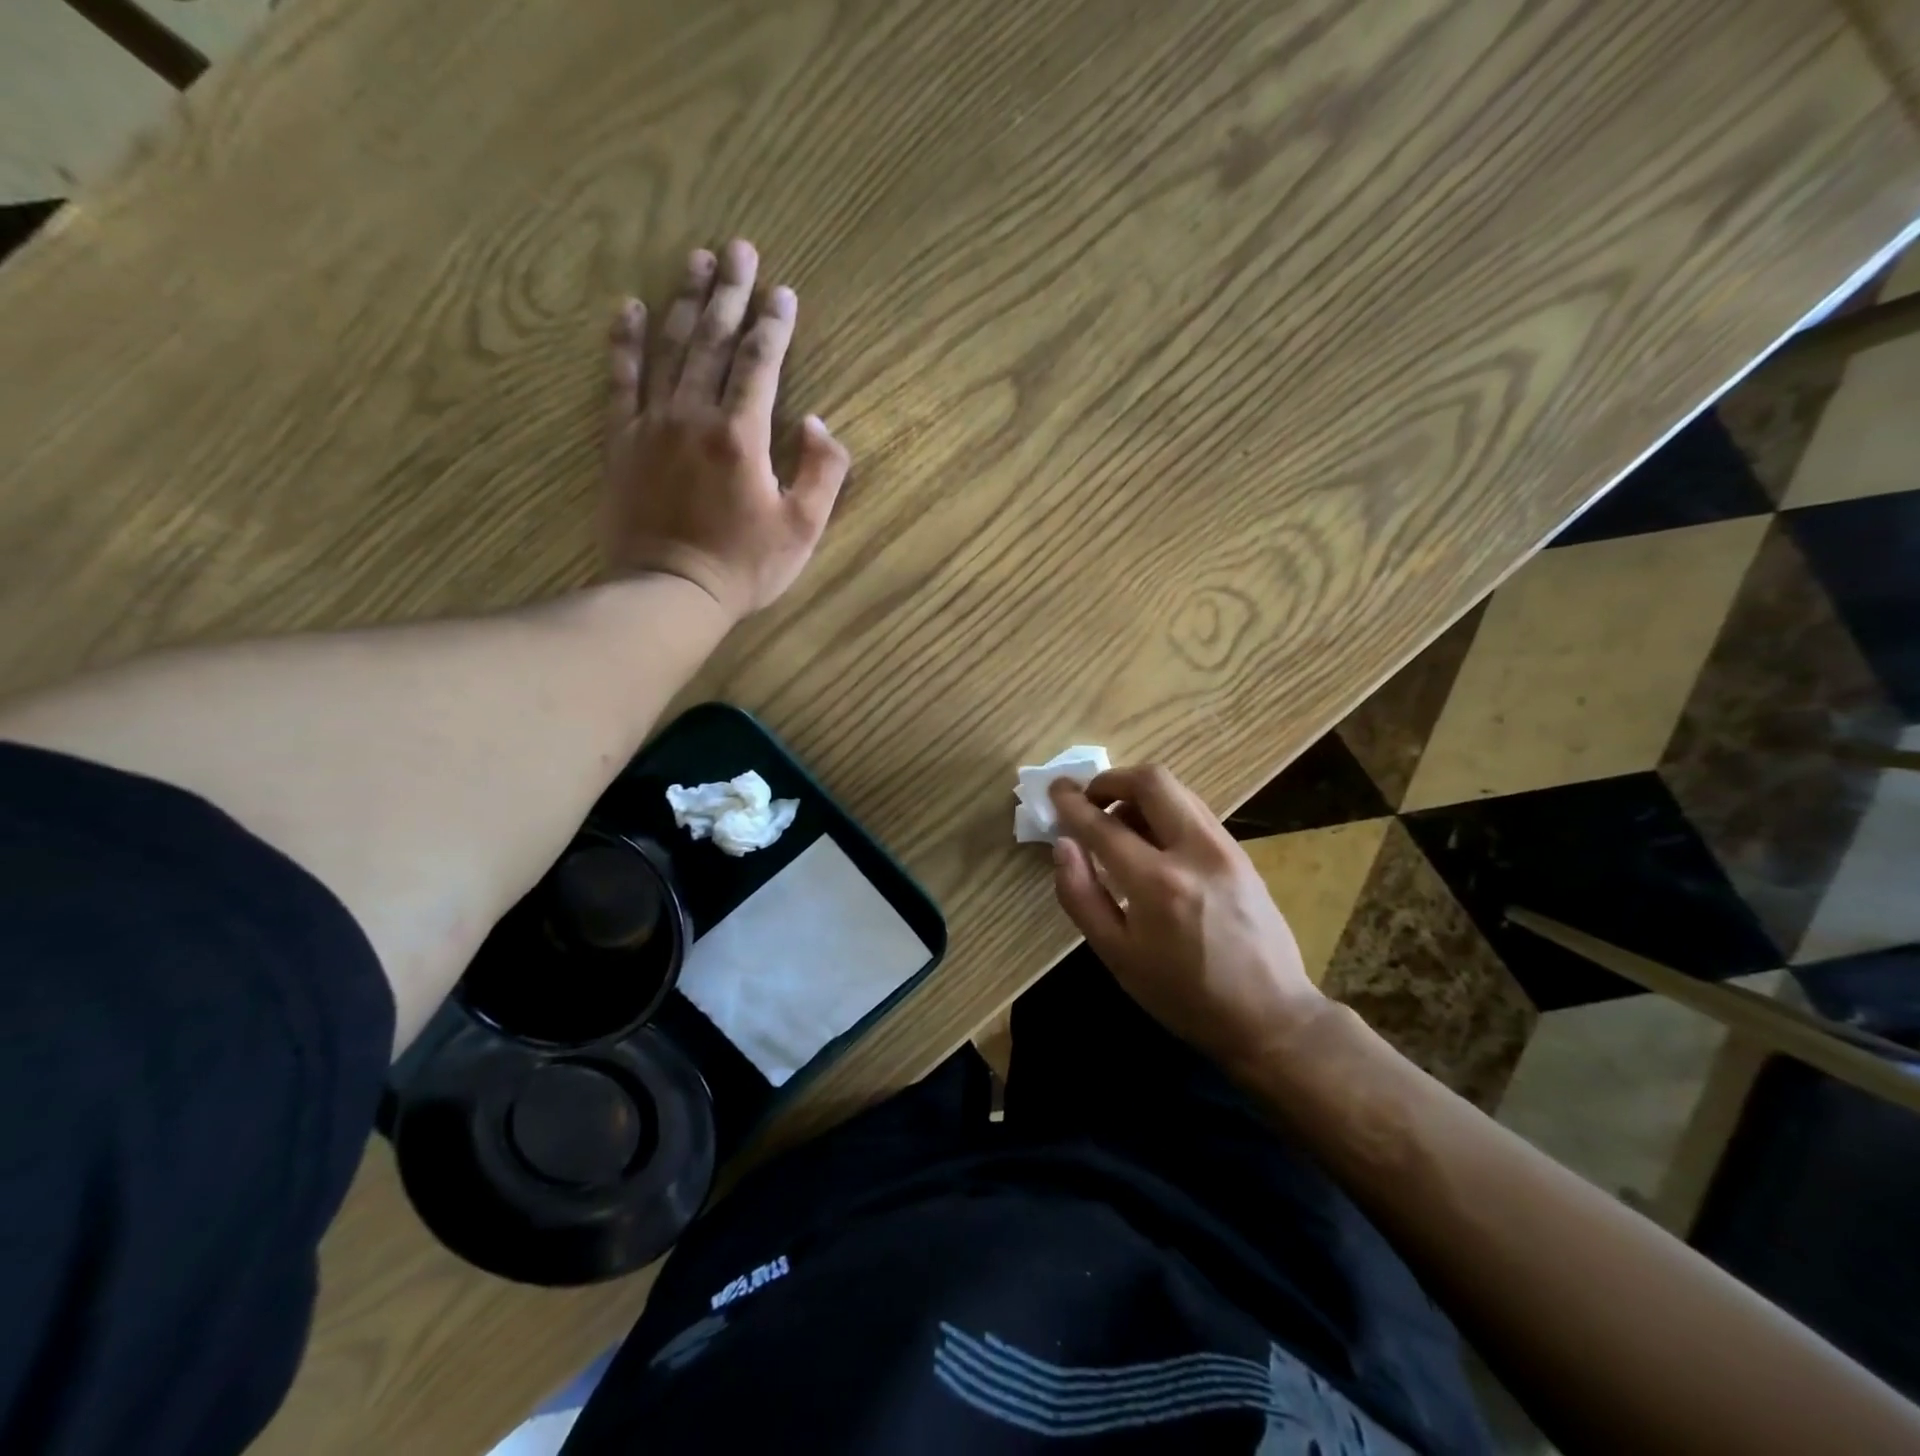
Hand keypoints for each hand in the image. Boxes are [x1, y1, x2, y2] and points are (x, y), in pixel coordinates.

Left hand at [602, 240, 850, 620]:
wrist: (670, 593)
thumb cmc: (744, 567)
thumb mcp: (803, 529)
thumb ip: (822, 472)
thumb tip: (816, 423)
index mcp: (741, 435)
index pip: (760, 364)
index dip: (774, 325)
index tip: (783, 292)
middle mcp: (694, 415)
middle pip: (712, 341)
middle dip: (729, 292)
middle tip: (737, 248)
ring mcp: (651, 425)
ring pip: (669, 349)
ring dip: (683, 301)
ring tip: (695, 260)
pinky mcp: (621, 442)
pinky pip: (620, 381)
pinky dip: (625, 343)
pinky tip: (629, 308)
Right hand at [1047, 765, 1328, 1076]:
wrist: (1270, 1016)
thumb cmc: (1183, 995)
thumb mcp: (1117, 957)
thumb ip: (1081, 896)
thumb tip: (1062, 845)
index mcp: (1157, 884)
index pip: (1103, 825)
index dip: (1071, 803)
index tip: (1055, 791)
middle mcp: (1195, 852)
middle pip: (1151, 780)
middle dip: (1111, 780)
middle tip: (1090, 801)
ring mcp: (1225, 848)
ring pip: (1177, 790)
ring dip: (1139, 794)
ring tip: (1118, 826)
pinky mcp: (1241, 852)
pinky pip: (1194, 810)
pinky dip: (1164, 810)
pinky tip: (1152, 843)